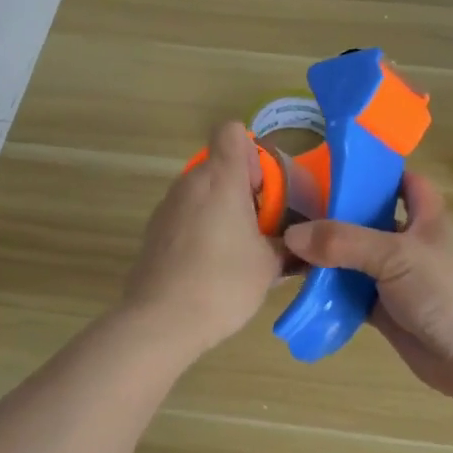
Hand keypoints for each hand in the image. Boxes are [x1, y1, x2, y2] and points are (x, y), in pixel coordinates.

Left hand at [122, 122, 286, 355]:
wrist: (161, 321)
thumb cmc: (223, 284)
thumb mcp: (269, 266)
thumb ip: (287, 245)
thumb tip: (299, 245)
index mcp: (221, 179)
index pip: (232, 131)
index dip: (253, 152)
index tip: (264, 189)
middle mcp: (189, 183)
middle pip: (219, 164)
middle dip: (243, 188)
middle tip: (261, 227)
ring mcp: (167, 207)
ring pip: (202, 192)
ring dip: (222, 210)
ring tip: (237, 251)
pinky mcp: (153, 232)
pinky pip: (185, 216)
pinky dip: (201, 229)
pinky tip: (210, 267)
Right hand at [284, 172, 452, 403]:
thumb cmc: (449, 291)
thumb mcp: (396, 255)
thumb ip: (343, 242)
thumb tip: (291, 234)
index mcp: (424, 215)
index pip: (401, 180)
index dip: (373, 171)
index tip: (330, 167)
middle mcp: (408, 242)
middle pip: (366, 221)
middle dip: (331, 216)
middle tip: (286, 210)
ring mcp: (396, 279)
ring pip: (353, 260)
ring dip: (323, 258)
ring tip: (280, 250)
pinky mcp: (386, 312)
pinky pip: (350, 296)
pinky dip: (328, 294)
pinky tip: (298, 289)